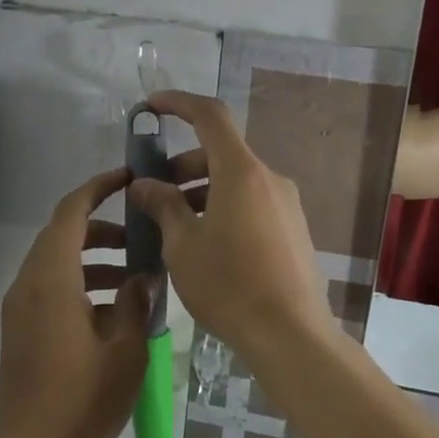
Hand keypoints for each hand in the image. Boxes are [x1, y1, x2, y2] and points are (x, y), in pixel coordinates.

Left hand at [0, 167, 150, 437]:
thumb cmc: (81, 399)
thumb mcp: (125, 348)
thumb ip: (136, 301)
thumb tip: (143, 274)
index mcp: (52, 278)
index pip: (71, 212)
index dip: (98, 188)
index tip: (128, 178)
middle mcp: (29, 283)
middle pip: (62, 233)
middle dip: (102, 226)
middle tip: (141, 234)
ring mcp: (21, 307)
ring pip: (58, 261)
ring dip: (94, 257)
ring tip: (135, 273)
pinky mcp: (22, 329)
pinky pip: (51, 287)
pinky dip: (80, 281)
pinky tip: (114, 309)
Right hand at [127, 91, 331, 359]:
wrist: (290, 334)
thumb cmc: (229, 284)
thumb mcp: (183, 244)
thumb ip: (163, 205)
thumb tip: (145, 185)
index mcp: (241, 172)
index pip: (210, 116)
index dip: (178, 103)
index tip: (151, 107)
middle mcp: (269, 178)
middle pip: (220, 154)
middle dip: (181, 166)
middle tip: (151, 194)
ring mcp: (286, 204)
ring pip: (235, 182)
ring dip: (200, 191)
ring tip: (172, 226)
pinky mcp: (293, 229)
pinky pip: (251, 204)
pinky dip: (223, 208)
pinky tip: (204, 244)